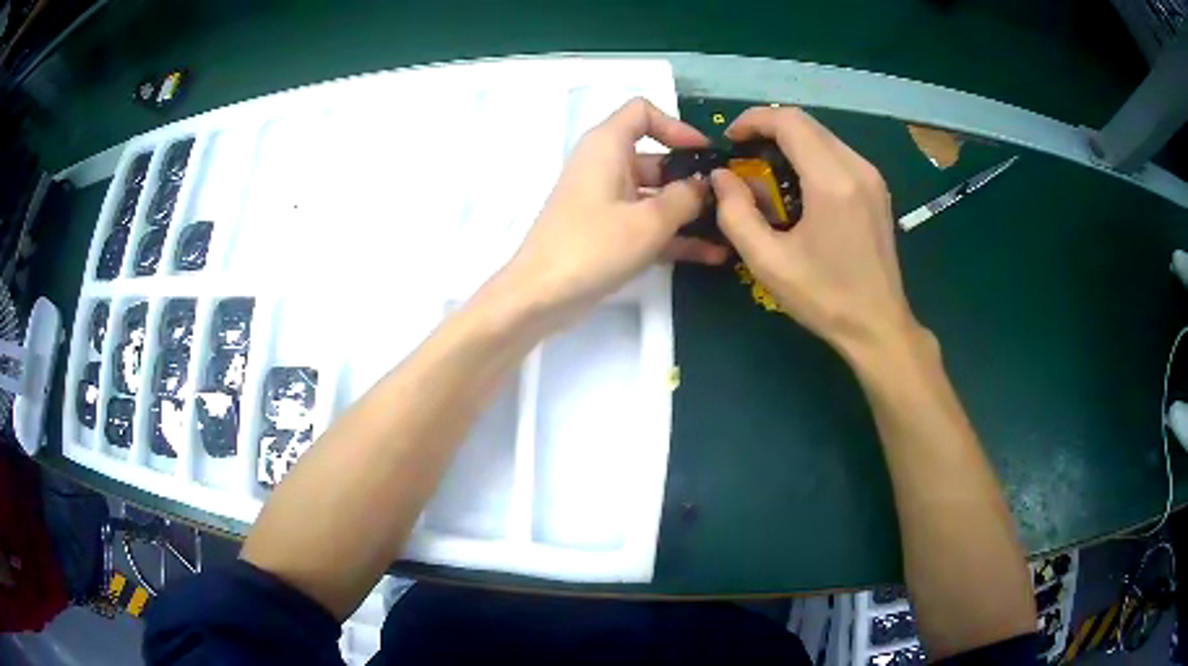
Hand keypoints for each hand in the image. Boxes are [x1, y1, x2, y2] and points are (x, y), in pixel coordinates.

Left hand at [500, 98, 726, 323]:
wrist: (540, 296)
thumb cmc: (593, 247)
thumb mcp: (649, 221)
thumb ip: (685, 198)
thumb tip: (705, 185)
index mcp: (607, 146)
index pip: (642, 112)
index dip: (677, 127)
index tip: (704, 154)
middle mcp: (606, 166)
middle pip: (657, 159)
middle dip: (693, 178)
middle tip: (730, 201)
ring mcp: (606, 201)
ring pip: (656, 196)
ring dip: (690, 213)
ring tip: (729, 230)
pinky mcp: (607, 232)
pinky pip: (647, 223)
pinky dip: (674, 235)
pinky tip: (712, 255)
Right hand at [711, 106, 921, 355]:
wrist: (879, 326)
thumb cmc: (825, 298)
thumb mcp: (768, 262)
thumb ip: (735, 213)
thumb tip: (722, 177)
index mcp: (832, 181)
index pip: (789, 121)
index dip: (752, 121)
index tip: (729, 141)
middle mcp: (857, 167)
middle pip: (806, 123)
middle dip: (768, 130)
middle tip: (742, 158)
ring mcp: (872, 177)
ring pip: (822, 136)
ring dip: (789, 142)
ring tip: (765, 172)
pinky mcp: (876, 188)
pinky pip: (837, 154)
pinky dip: (810, 156)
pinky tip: (797, 186)